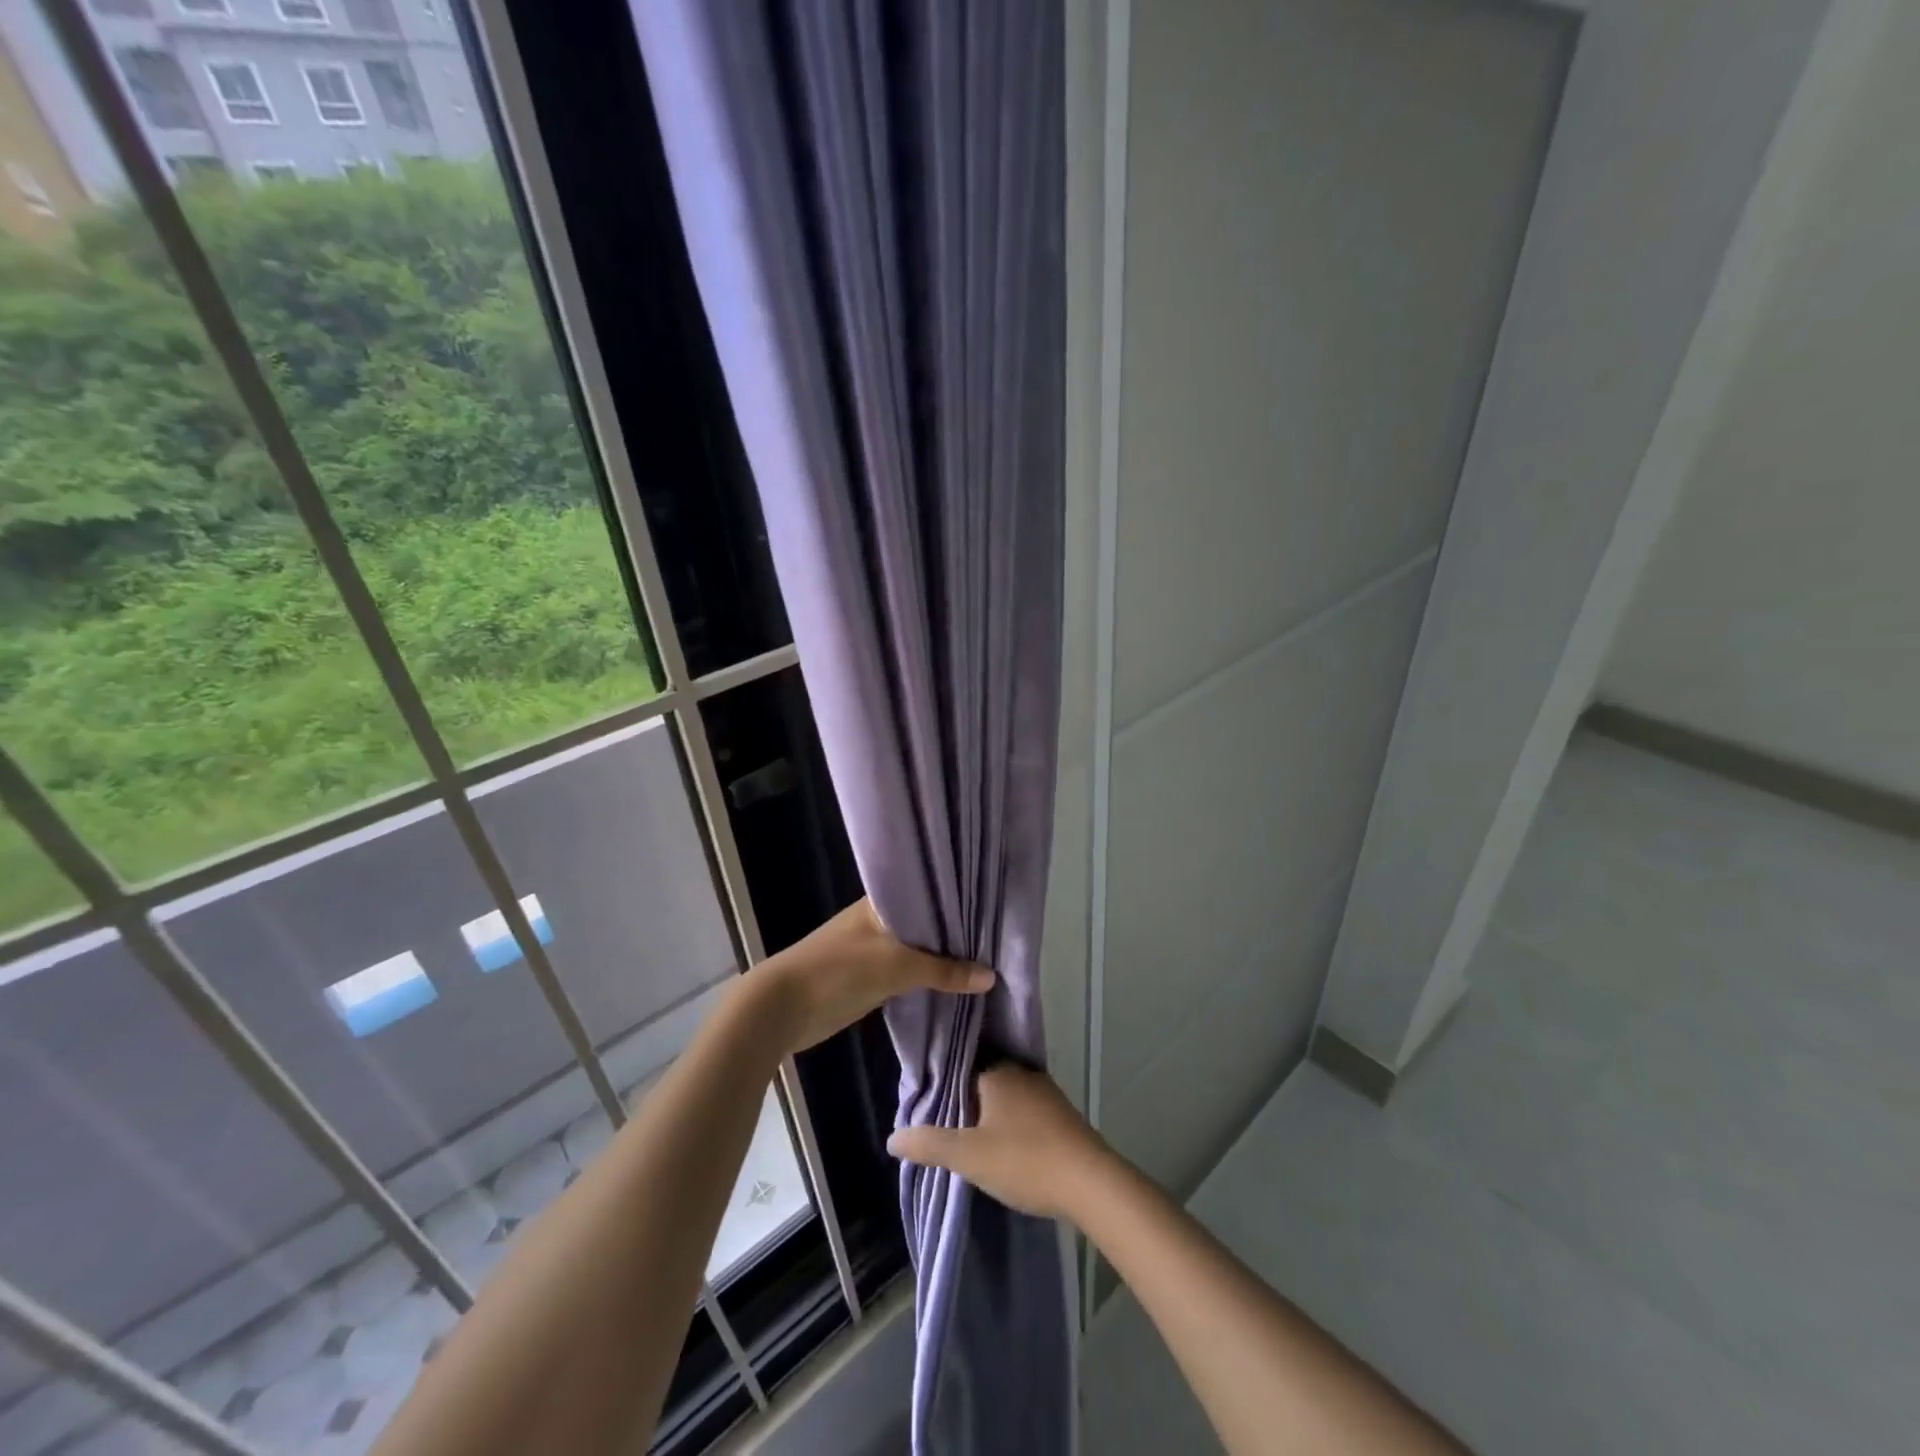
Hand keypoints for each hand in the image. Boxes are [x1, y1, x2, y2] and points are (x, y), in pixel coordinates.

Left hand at [745, 899, 993, 1054]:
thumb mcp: (895, 966)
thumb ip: (943, 971)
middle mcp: (878, 921)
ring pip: (918, 950)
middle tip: (999, 936)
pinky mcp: (869, 978)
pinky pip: (907, 973)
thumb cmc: (838, 970)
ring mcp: (873, 950)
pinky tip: (955, 983)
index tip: (992, 905)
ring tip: (988, 959)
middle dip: (955, 933)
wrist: (782, 1008)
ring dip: (943, 958)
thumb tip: (991, 977)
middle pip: (925, 924)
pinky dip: (927, 978)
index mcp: (880, 904)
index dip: (957, 899)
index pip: (927, 893)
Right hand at [888, 1064, 1112, 1220]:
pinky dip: (1010, 1123)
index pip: (959, 1066)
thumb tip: (892, 1137)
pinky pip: (1024, 1110)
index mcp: (997, 1072)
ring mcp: (1045, 1092)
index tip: (926, 1106)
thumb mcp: (968, 1156)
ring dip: (989, 1114)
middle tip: (943, 1127)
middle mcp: (1021, 1072)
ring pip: (1005, 1097)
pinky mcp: (1060, 1115)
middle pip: (982, 1081)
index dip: (942, 1086)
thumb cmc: (1025, 1160)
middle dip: (965, 1101)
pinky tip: (1004, 1146)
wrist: (1091, 1183)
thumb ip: (929, 1143)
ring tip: (969, 1139)